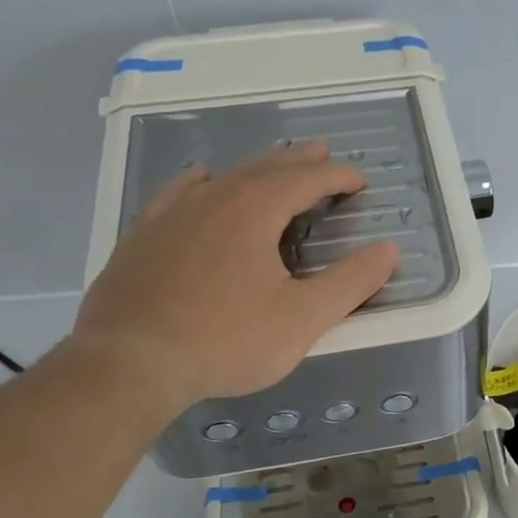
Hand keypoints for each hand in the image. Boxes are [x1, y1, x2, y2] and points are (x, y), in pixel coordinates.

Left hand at [70, 142, 398, 414]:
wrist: (129, 363)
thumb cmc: (226, 341)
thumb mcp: (303, 318)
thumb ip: (351, 282)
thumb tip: (388, 249)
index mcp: (256, 209)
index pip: (308, 178)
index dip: (338, 175)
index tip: (360, 180)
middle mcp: (214, 197)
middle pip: (266, 166)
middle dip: (300, 161)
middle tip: (322, 154)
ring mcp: (172, 213)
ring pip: (224, 176)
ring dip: (256, 167)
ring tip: (274, 164)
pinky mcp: (143, 234)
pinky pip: (177, 192)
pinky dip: (200, 181)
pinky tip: (199, 178)